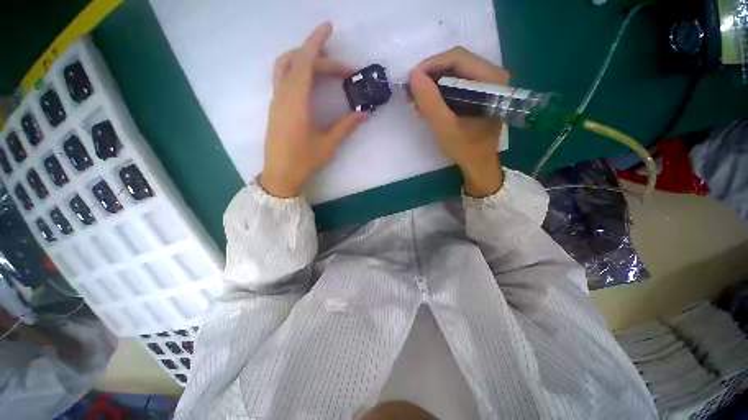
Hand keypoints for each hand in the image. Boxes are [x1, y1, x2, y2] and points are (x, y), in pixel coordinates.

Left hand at [259, 22, 367, 197]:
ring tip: (324, 66)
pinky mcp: (276, 108)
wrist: (280, 176)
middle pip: (297, 62)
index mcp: (296, 101)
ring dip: (303, 59)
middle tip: (343, 69)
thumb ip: (346, 126)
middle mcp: (283, 95)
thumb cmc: (304, 162)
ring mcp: (276, 101)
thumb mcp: (328, 144)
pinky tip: (310, 82)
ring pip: (284, 67)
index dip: (316, 42)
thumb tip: (365, 114)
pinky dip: (296, 71)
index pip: (305, 62)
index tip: (328, 27)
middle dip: (320, 57)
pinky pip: (283, 79)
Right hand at [410, 47, 509, 196]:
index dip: (430, 65)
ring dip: (431, 87)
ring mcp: (485, 84)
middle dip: (428, 77)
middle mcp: (491, 76)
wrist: (479, 165)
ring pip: (452, 74)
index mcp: (491, 80)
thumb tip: (413, 76)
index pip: (457, 58)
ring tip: (416, 104)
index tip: (410, 81)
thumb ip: (430, 101)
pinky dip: (438, 95)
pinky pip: (454, 86)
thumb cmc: (465, 149)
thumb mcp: (444, 127)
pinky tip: (427, 108)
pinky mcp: (478, 94)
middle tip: (409, 93)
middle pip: (454, 64)